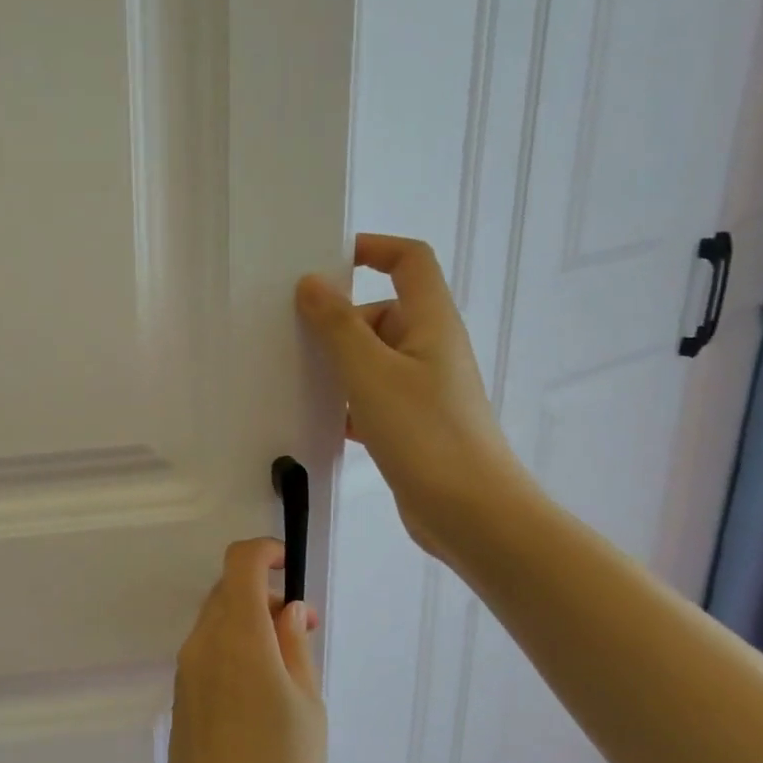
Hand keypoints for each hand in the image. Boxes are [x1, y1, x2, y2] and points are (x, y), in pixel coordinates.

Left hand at [163, 539, 325, 762]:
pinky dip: (233, 649)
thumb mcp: (307, 708)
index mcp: (238, 638)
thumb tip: (289, 609)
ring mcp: (186, 671)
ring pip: (215, 621)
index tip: (290, 567)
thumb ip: (294, 647)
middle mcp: (203, 644)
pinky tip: (261, 694)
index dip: (264, 552)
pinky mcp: (181, 696)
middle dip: (262, 593)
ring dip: (248, 623)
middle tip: (301, 631)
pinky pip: (207, 652)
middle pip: (226, 591)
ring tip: (287, 669)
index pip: (239, 564)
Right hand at [295, 233, 529, 559]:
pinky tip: (318, 418)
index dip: (372, 249)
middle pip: (381, 312)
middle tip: (292, 336)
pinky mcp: (411, 422)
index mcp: (430, 323)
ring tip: (295, 377)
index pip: (409, 261)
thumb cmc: (424, 433)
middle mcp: (429, 348)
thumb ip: (338, 326)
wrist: (470, 512)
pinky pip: (371, 395)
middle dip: (338, 321)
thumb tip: (312, 283)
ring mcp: (421, 387)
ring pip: (371, 358)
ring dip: (337, 363)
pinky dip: (346, 400)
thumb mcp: (371, 373)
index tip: (325, 262)